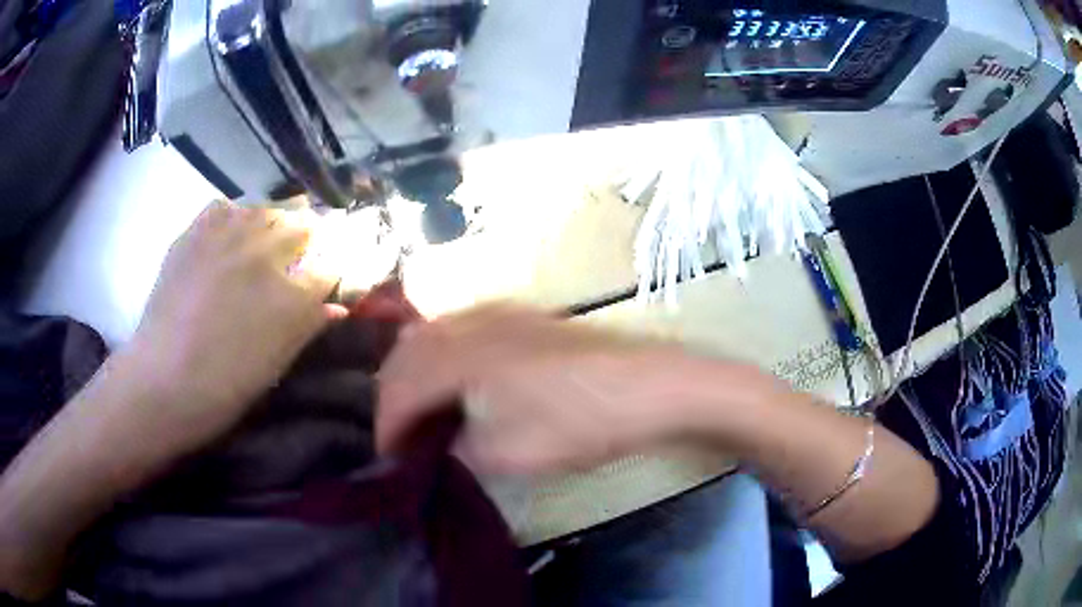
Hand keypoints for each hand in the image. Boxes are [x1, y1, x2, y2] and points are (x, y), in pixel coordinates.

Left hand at [121, 202, 341, 451]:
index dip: (333, 270)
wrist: (163, 378)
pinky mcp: (197, 232)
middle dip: (312, 237)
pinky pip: (226, 207)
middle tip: (305, 250)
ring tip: (272, 234)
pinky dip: (235, 215)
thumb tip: (337, 307)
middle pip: (304, 227)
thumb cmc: (224, 386)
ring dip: (277, 219)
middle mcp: (266, 255)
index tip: (329, 276)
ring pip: (267, 209)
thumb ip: (308, 328)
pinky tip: (232, 232)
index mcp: (292, 296)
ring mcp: (229, 238)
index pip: (330, 267)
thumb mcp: (275, 366)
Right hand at [376, 305, 767, 472]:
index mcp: (458, 355)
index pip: (399, 389)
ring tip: (422, 409)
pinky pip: (462, 329)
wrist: (649, 384)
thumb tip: (438, 450)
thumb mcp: (510, 453)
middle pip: (408, 355)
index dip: (386, 426)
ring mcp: (499, 313)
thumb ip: (459, 452)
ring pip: (433, 336)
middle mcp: (470, 324)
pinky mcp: (523, 316)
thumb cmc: (579, 421)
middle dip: (394, 395)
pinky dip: (444, 355)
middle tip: (400, 435)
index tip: (388, 458)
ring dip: (416, 372)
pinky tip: (459, 377)